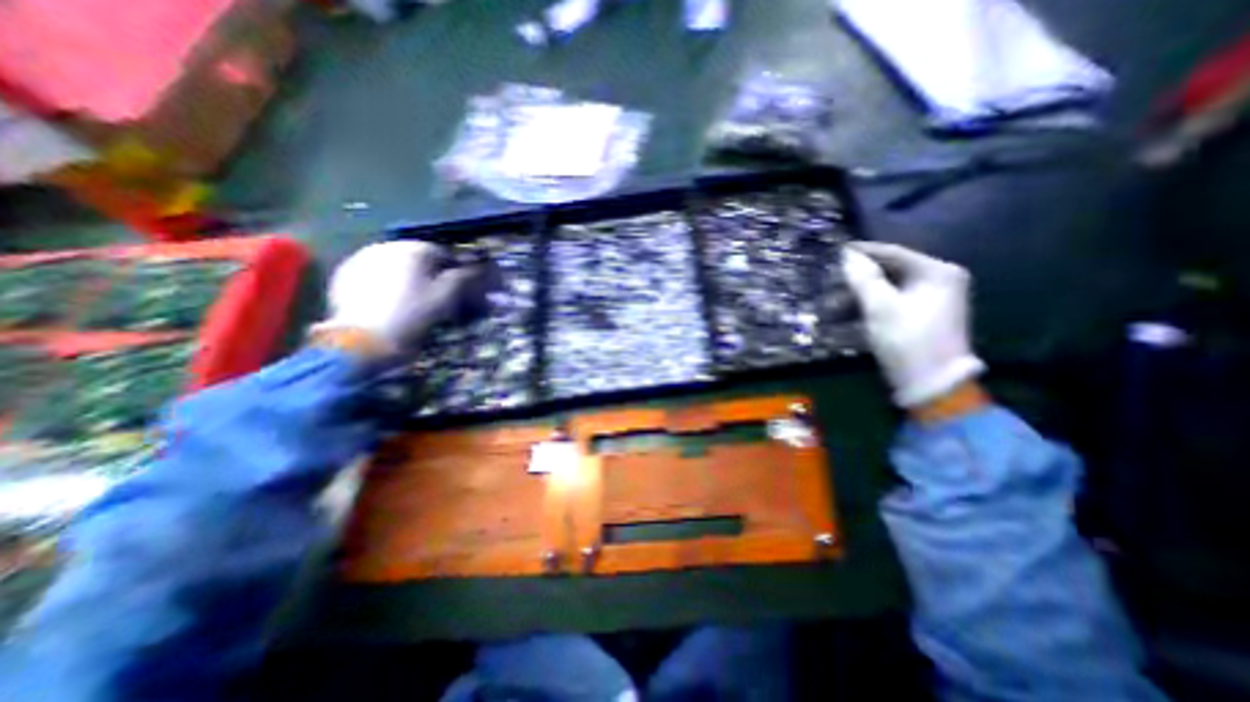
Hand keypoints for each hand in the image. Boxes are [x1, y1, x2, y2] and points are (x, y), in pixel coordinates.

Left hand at [316, 240, 484, 353]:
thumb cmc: (412, 314)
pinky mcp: (343, 275)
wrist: (364, 339)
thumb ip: (462, 278)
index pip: (442, 253)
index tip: (458, 289)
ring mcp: (360, 259)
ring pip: (393, 265)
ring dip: (405, 277)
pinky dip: (383, 284)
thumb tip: (473, 268)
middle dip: (427, 273)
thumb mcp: (446, 297)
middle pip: (415, 257)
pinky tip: (387, 303)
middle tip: (433, 296)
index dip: (453, 271)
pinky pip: (373, 274)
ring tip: (409, 301)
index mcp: (413, 249)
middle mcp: (385, 246)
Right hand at [839, 242, 987, 405]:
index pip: (893, 252)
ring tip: (831, 304)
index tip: (835, 252)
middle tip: (830, 282)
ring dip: (857, 296)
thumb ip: (863, 278)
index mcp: (936, 272)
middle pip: (889, 271)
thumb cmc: (907, 340)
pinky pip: (889, 302)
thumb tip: (847, 256)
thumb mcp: (881, 307)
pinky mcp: (921, 316)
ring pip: (886, 288)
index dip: (862, 252)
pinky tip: (845, 315)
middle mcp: (938, 280)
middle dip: (857, 279)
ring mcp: (931, 299)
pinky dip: (868, 307)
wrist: (930, 383)